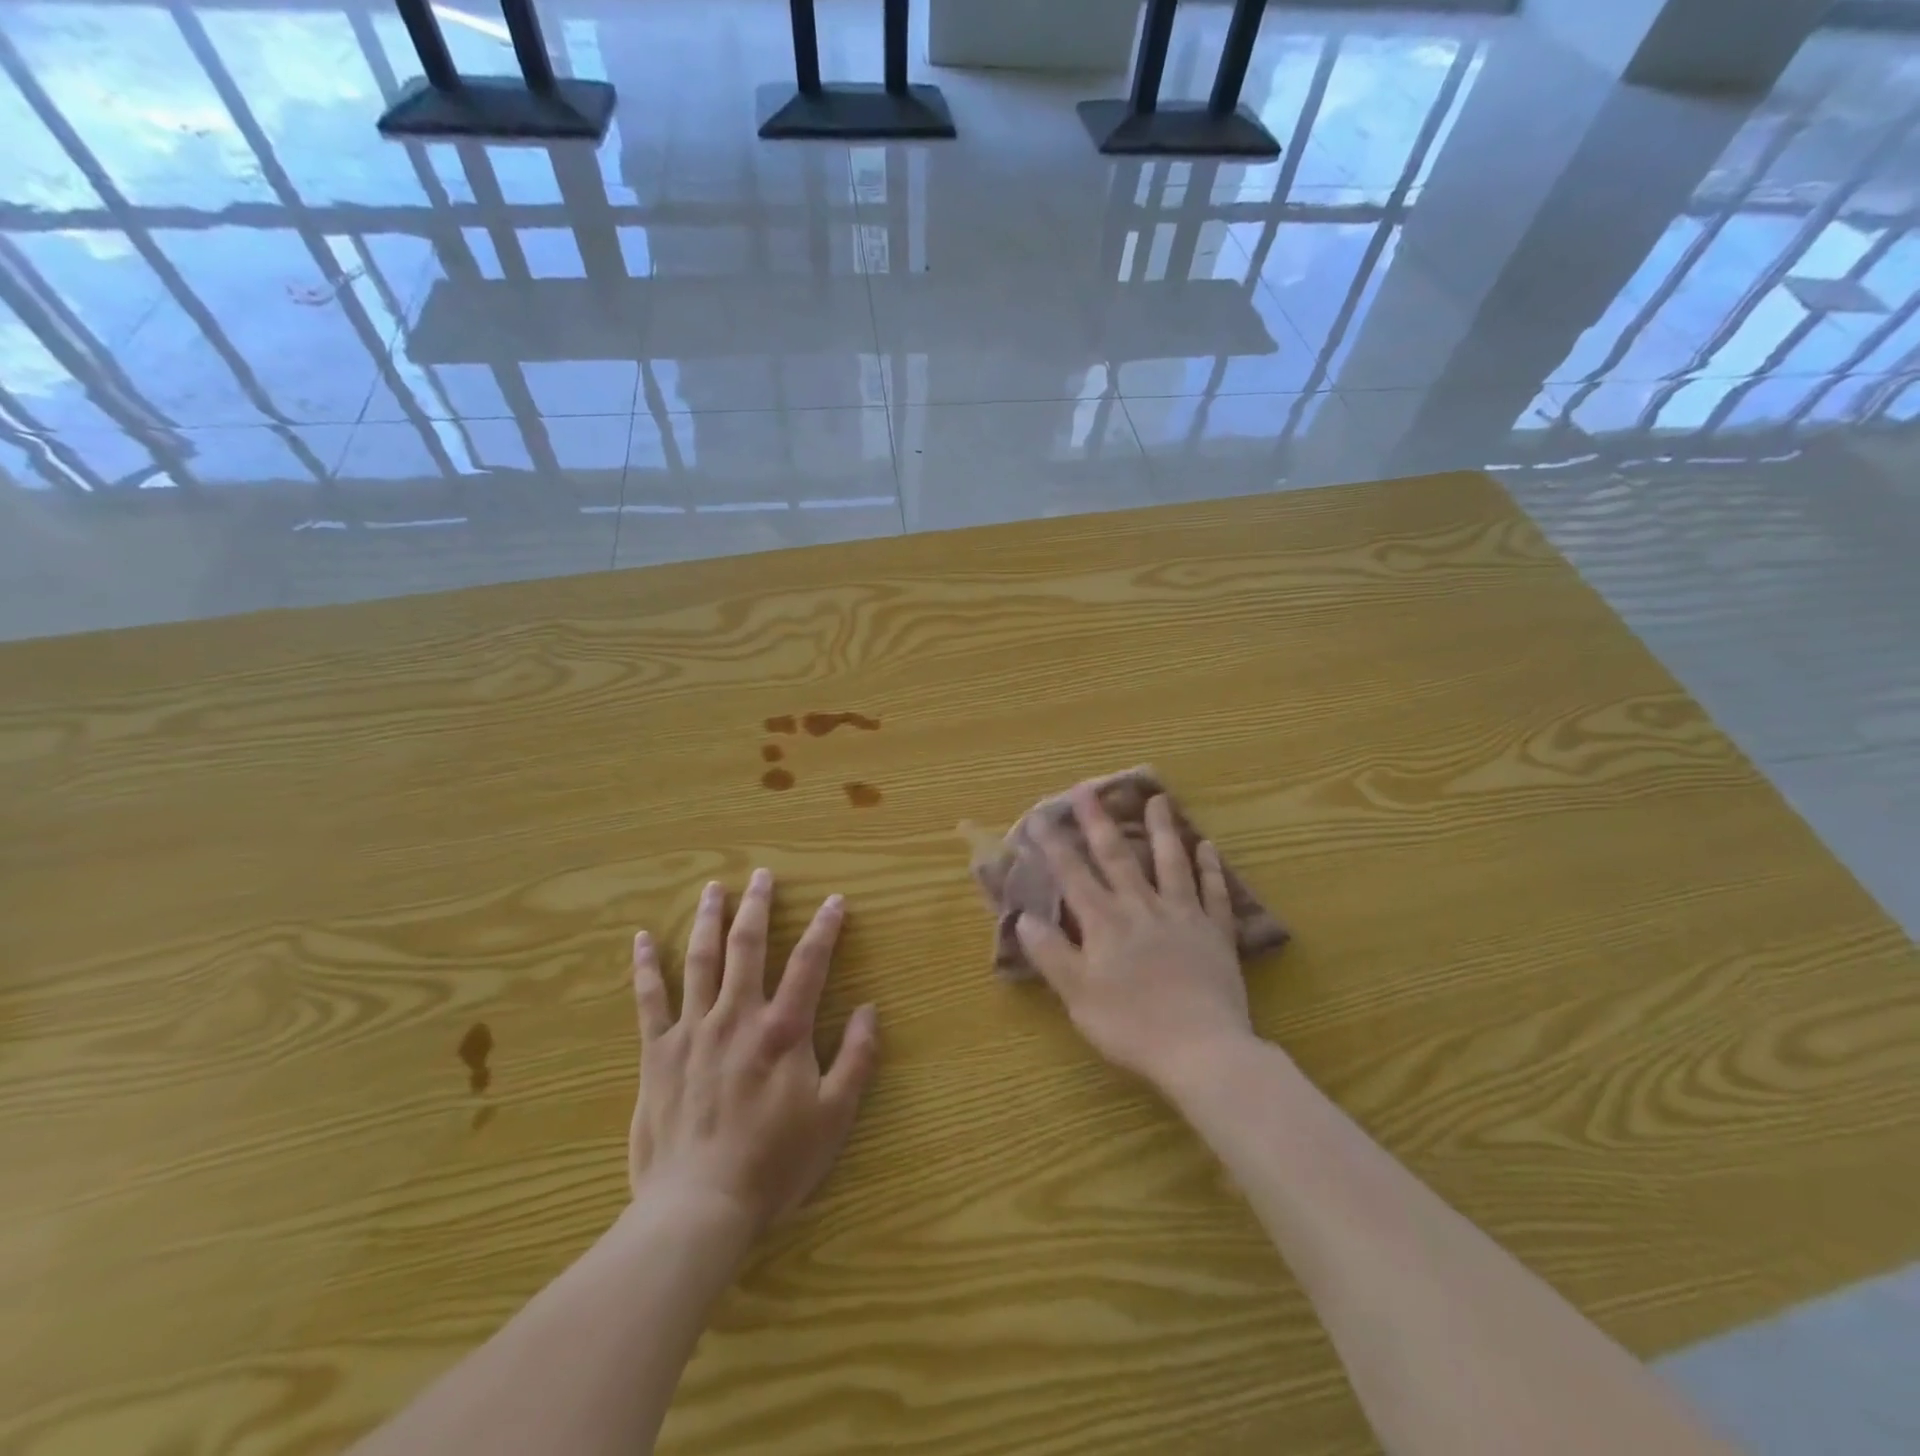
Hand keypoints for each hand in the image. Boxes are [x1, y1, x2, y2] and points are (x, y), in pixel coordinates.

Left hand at [628, 870, 879, 1234]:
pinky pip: (649, 1000)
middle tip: (761, 875)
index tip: (834, 901)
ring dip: (708, 920)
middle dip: (757, 906)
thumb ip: (856, 1058)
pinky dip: (646, 967)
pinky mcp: (657, 1053)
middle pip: (749, 947)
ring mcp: (693, 1031)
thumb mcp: (834, 1117)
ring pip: (701, 961)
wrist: (698, 1208)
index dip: (825, 928)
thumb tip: (870, 1010)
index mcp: (783, 1031)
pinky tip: (641, 939)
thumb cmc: (773, 1164)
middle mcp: (738, 1017)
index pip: (810, 963)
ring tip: (713, 888)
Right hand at [1015, 788, 1254, 1091]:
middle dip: (1099, 822)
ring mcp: (1183, 916)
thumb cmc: (1131, 1026)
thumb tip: (1024, 917)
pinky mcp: (1216, 933)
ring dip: (1162, 830)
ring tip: (1157, 800)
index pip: (1073, 875)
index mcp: (1105, 923)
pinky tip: (1209, 847)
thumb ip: (1051, 953)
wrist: (1201, 1049)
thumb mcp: (1077, 995)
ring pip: (1170, 863)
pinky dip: (1211, 868)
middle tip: (1088, 789)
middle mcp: (1141, 908)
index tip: (1040, 816)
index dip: (1054, 845)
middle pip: (1118, 857)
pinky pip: (1214, 893)